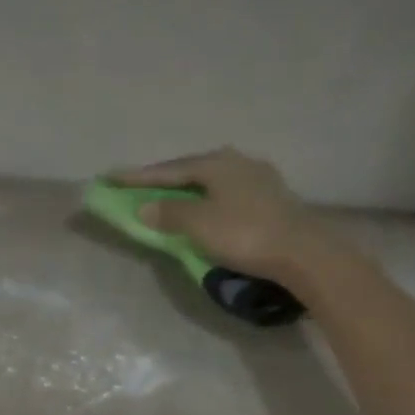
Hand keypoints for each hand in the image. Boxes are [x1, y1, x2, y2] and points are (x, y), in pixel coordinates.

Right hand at [113, 147, 327, 281]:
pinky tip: (208, 207)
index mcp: (216, 163)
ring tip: (172, 196)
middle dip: (165, 179)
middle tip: (140, 186)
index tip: (111, 178)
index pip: (168, 169)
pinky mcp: (273, 198)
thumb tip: (145, 207)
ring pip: (213, 181)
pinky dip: (209, 200)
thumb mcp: (199, 225)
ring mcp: (260, 178)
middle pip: (192, 169)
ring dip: (189, 189)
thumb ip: (169, 213)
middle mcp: (238, 162)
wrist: (303, 253)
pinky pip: (229, 193)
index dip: (138, 177)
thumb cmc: (245, 234)